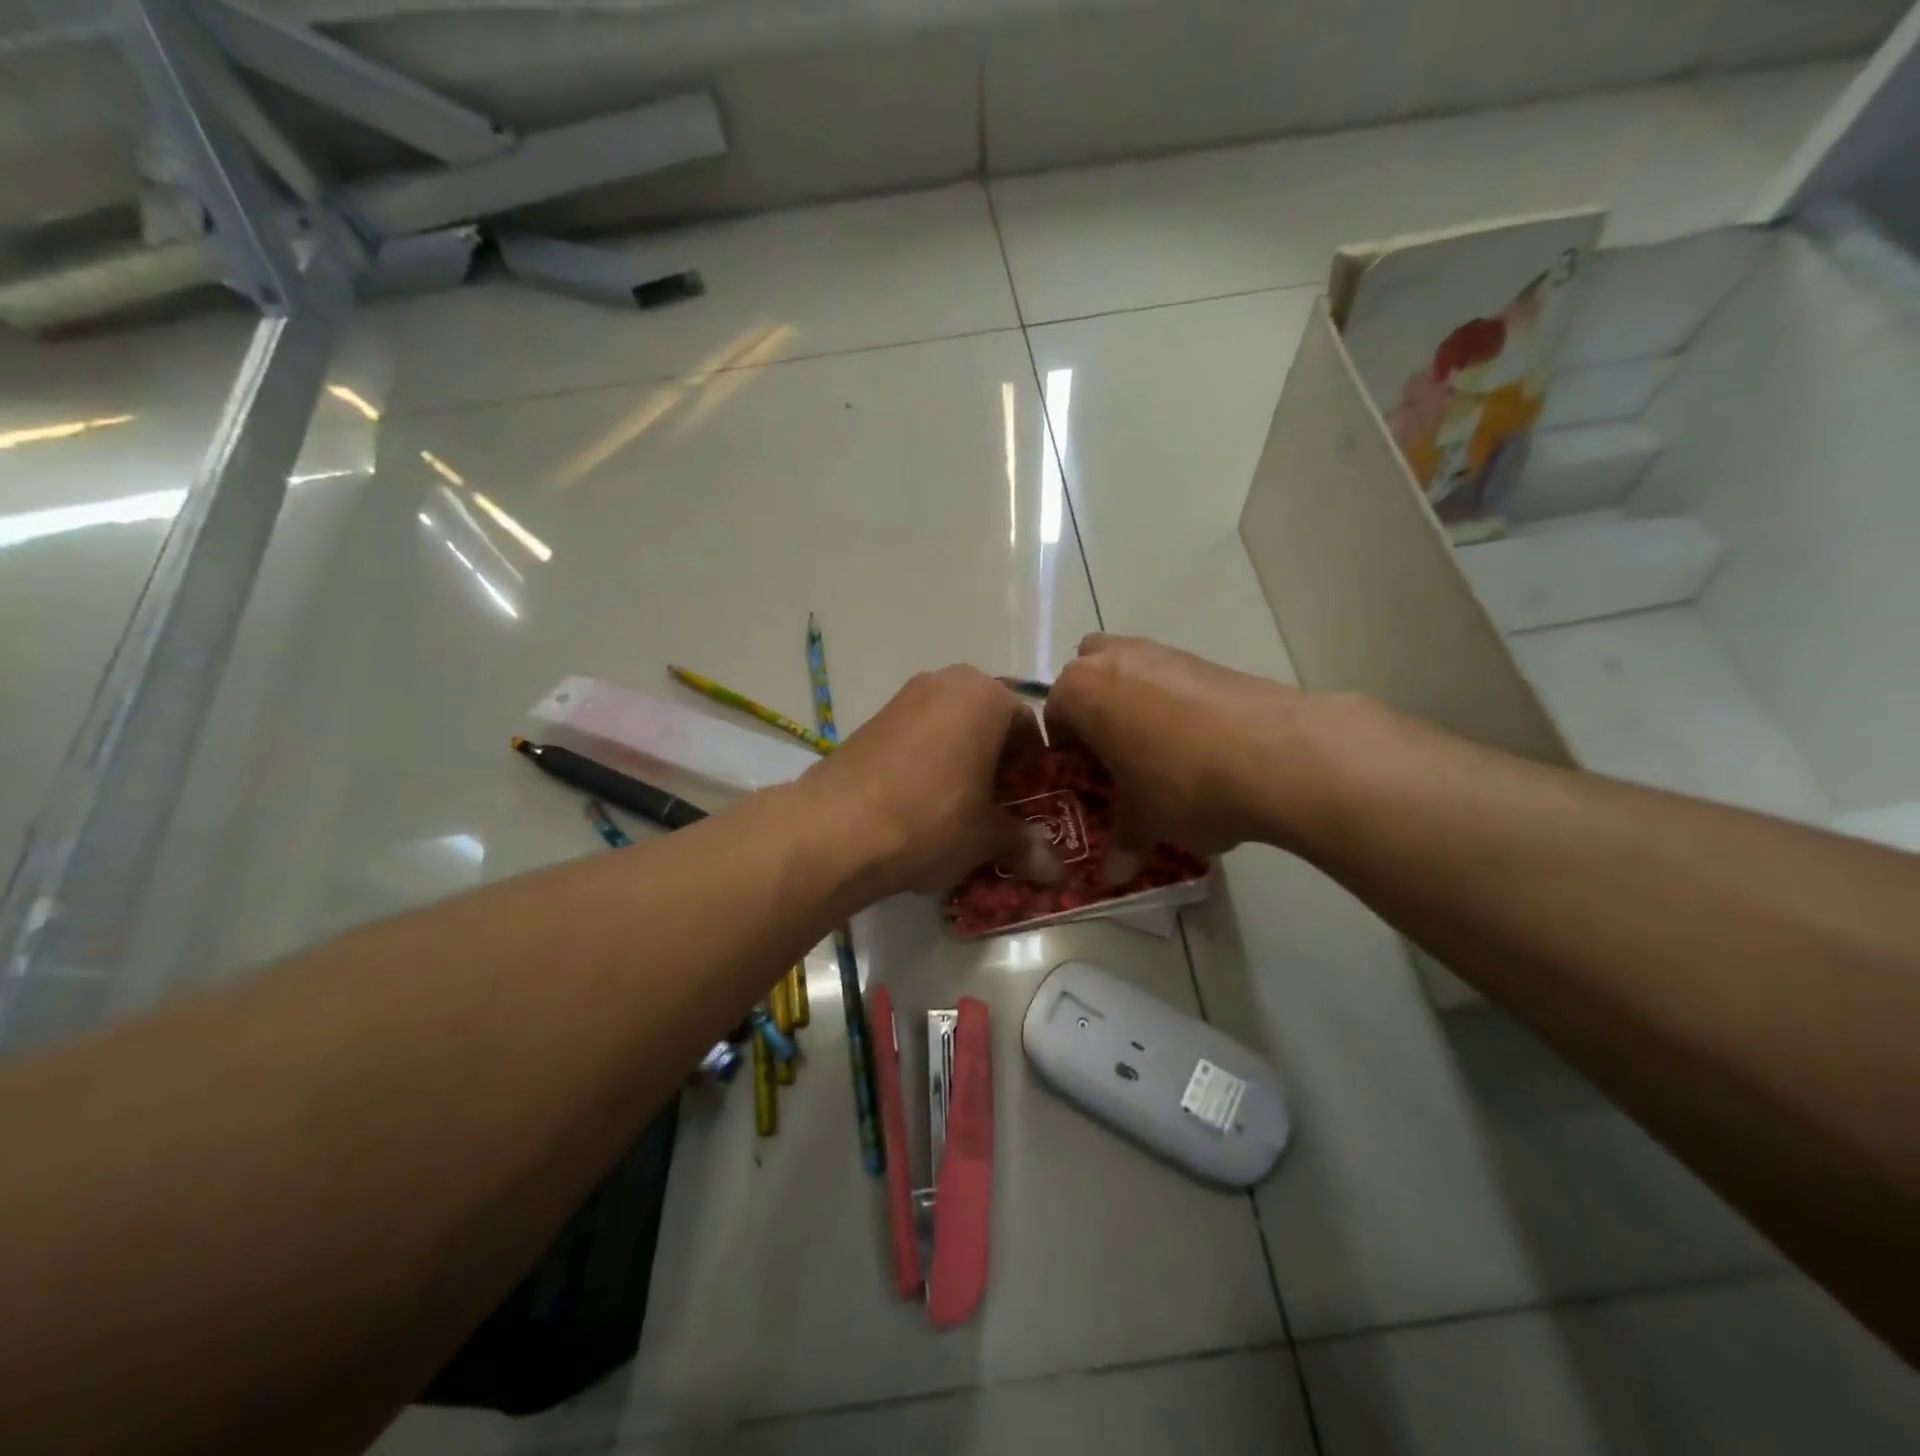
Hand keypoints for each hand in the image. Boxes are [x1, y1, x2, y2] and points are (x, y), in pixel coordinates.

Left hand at [800, 665, 1062, 903]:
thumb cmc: (931, 818)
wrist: (835, 828)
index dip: (1036, 770)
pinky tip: (920, 806)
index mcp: (986, 695)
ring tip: (960, 812)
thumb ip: (1025, 845)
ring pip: (950, 730)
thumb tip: (1059, 872)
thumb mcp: (986, 836)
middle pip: (988, 724)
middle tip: (999, 810)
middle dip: (998, 765)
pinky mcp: (870, 721)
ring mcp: (903, 698)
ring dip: (962, 765)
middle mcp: (945, 682)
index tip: (1032, 805)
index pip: (1028, 727)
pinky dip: (928, 765)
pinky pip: (916, 739)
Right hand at [1045, 634, 1325, 872]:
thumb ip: (1123, 842)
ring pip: (1131, 673)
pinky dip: (1175, 704)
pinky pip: (1172, 678)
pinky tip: (1199, 744)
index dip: (1068, 754)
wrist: (1278, 755)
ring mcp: (1163, 652)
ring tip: (1160, 752)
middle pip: (1088, 677)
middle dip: (1094, 710)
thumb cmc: (1182, 784)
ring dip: (1134, 705)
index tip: (1088, 782)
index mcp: (1080, 692)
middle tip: (1115, 755)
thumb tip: (1115, 875)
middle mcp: (1114, 659)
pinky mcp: (1207, 658)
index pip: (1055, 717)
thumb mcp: (1144, 821)